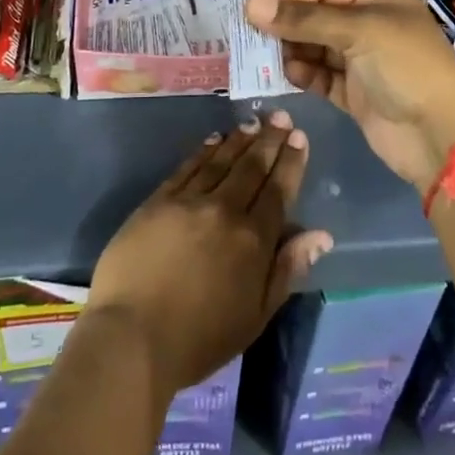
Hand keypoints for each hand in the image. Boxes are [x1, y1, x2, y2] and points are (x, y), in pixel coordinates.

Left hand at [87, 110, 332, 392]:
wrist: (132, 337)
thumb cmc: (200, 338)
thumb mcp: (256, 315)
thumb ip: (288, 269)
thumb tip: (321, 234)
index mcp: (253, 240)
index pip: (278, 191)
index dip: (290, 162)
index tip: (299, 137)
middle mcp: (224, 211)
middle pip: (252, 168)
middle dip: (270, 140)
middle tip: (281, 116)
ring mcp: (188, 201)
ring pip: (221, 161)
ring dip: (240, 139)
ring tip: (254, 121)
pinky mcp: (158, 201)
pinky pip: (187, 167)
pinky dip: (204, 151)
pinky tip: (214, 139)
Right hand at [247, 0, 454, 193]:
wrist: (442, 137)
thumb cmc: (406, 67)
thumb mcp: (357, 32)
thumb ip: (303, 19)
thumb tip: (251, 4)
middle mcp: (368, 25)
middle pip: (315, 15)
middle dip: (283, 21)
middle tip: (246, 28)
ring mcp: (361, 61)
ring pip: (313, 46)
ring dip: (288, 48)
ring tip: (258, 52)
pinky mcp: (353, 94)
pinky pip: (319, 76)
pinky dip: (302, 73)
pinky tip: (285, 73)